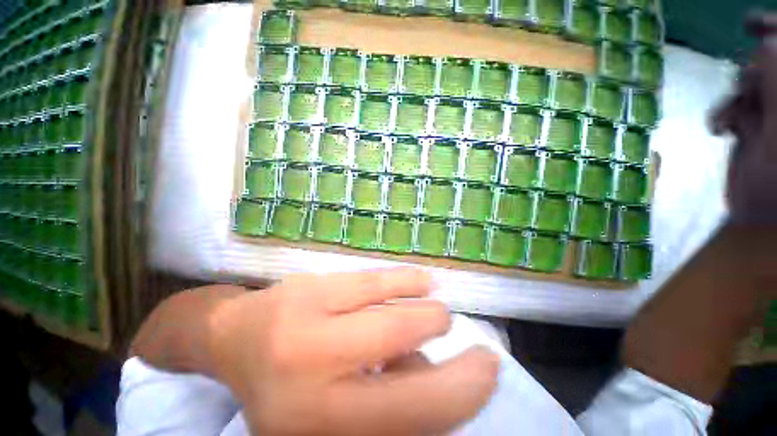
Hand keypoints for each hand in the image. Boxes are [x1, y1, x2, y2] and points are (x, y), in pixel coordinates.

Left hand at [208, 268, 499, 435]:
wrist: (237, 339)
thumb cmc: (288, 384)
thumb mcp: (336, 412)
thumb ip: (389, 394)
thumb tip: (432, 367)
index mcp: (323, 424)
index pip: (413, 413)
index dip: (461, 390)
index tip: (488, 368)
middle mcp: (315, 376)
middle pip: (404, 349)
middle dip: (443, 338)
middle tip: (454, 327)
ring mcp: (311, 322)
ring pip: (391, 310)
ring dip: (426, 310)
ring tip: (437, 311)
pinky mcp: (312, 286)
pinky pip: (372, 280)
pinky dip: (405, 281)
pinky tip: (421, 281)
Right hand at [712, 12, 776, 225]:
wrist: (765, 216)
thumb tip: (765, 42)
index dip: (773, 28)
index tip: (747, 24)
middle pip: (769, 64)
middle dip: (752, 71)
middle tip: (743, 84)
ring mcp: (770, 115)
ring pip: (747, 86)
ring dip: (734, 98)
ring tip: (728, 121)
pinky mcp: (751, 130)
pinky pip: (733, 110)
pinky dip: (722, 116)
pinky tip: (720, 129)